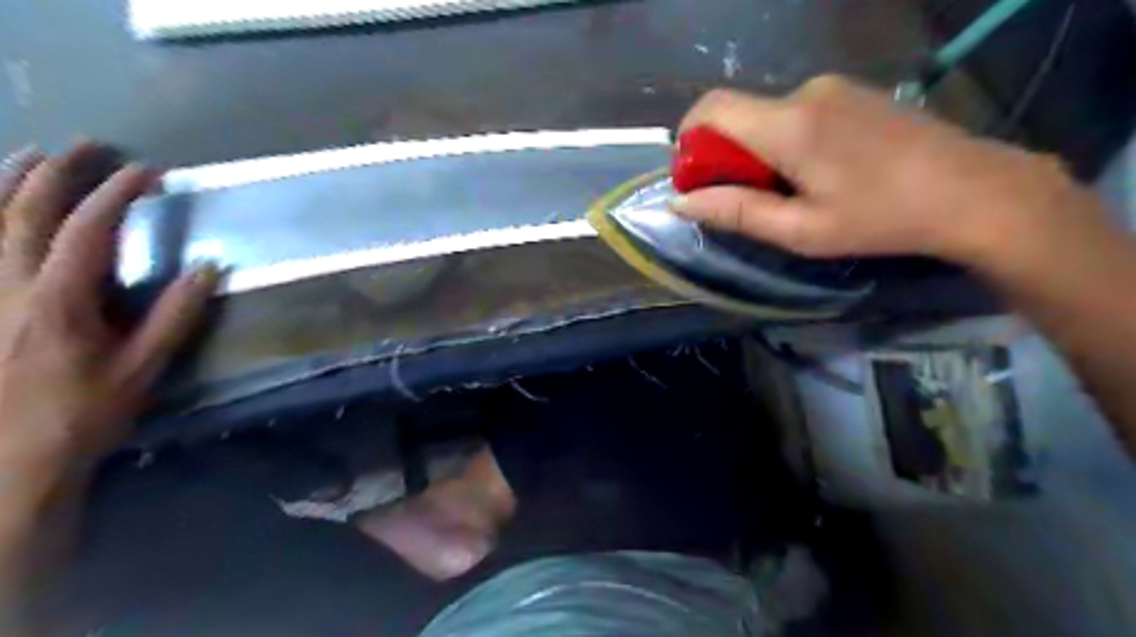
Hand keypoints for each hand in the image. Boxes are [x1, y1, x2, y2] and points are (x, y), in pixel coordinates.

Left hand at [0, 141, 218, 486]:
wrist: (6, 459)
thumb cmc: (83, 414)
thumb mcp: (143, 368)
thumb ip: (176, 315)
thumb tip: (209, 267)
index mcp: (58, 301)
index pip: (89, 229)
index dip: (117, 194)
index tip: (148, 172)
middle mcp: (5, 286)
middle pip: (24, 212)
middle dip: (57, 173)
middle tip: (88, 147)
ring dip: (6, 182)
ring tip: (32, 155)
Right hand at [669, 74, 1104, 268]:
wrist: (973, 191)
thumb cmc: (880, 219)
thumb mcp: (800, 230)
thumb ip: (735, 212)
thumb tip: (679, 202)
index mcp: (788, 125)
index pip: (710, 109)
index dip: (688, 141)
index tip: (696, 179)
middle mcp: (804, 92)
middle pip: (737, 115)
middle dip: (724, 156)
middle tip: (746, 199)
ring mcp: (832, 87)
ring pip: (766, 115)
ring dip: (757, 151)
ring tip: (789, 192)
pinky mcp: (851, 92)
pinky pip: (795, 112)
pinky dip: (784, 141)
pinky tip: (816, 172)